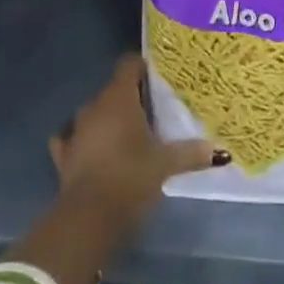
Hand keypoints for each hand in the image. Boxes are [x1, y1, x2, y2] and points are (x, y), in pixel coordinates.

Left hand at [50, 57, 227, 224]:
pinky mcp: (63, 155)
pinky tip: (93, 149)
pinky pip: (73, 138)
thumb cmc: (130, 177)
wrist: (88, 218)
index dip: (143, 67)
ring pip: (94, 112)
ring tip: (128, 133)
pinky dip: (84, 140)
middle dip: (130, 96)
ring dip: (108, 118)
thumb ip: (191, 153)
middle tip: (153, 111)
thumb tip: (219, 150)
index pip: (129, 64)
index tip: (159, 78)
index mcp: (119, 98)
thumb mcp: (166, 165)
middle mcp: (94, 106)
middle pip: (113, 89)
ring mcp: (75, 130)